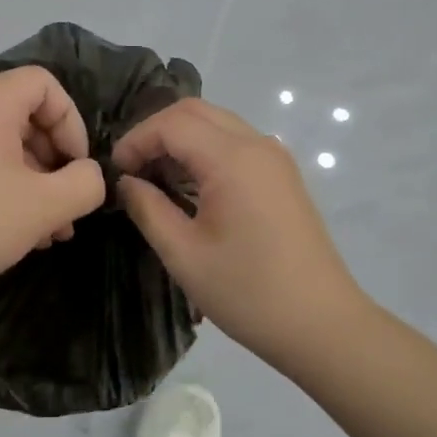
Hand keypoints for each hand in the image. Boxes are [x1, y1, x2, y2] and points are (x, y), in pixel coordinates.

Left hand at [0, 67, 106, 314]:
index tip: (78, 170)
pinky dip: (0, 189)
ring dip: (32, 183)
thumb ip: (84, 184)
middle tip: (67, 210)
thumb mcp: (43, 206)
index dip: (72, 123)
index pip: (44, 84)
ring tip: (48, 233)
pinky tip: (15, 233)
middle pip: (22, 116)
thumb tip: (87, 175)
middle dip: (54, 162)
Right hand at [114, 98, 366, 368]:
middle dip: (155, 132)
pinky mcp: (282, 175)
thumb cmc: (247, 292)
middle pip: (195, 112)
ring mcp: (275, 158)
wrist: (322, 324)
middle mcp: (257, 145)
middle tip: (131, 169)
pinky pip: (235, 143)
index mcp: (232, 160)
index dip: (136, 140)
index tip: (114, 172)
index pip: (171, 123)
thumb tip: (126, 183)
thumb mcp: (184, 254)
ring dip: (180, 140)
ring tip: (154, 178)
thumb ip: (148, 209)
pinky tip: (189, 186)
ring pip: (216, 123)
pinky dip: (204, 150)